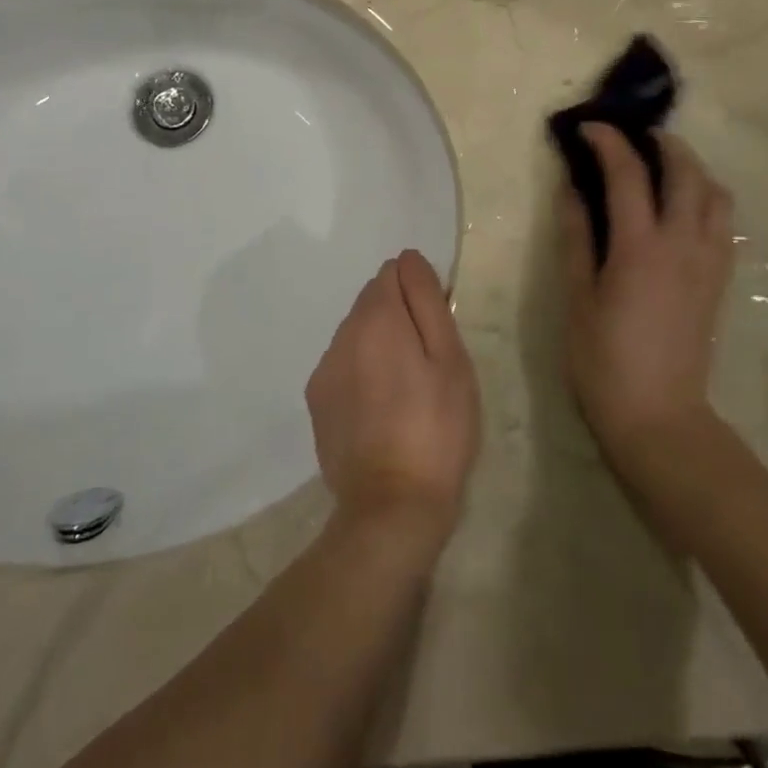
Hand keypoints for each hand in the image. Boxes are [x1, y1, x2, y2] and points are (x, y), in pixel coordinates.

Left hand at [305, 251, 480, 540]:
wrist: (391, 507)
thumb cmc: (436, 428)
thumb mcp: (450, 359)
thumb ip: (428, 301)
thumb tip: (409, 259)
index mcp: (376, 317)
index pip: (394, 271)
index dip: (420, 292)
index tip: (438, 329)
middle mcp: (341, 334)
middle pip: (373, 301)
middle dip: (400, 317)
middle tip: (429, 363)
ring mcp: (324, 369)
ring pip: (357, 334)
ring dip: (380, 344)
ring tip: (407, 390)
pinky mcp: (317, 401)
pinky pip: (344, 365)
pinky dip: (363, 372)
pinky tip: (383, 410)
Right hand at [560, 124, 735, 461]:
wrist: (659, 417)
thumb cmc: (604, 360)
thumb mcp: (577, 298)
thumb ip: (576, 237)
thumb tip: (571, 189)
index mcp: (641, 247)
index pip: (628, 173)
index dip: (608, 142)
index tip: (588, 128)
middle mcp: (684, 244)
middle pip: (686, 171)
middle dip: (661, 142)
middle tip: (633, 136)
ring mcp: (709, 261)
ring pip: (715, 193)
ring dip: (691, 168)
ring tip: (662, 167)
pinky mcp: (719, 279)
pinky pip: (723, 222)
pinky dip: (705, 198)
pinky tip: (681, 209)